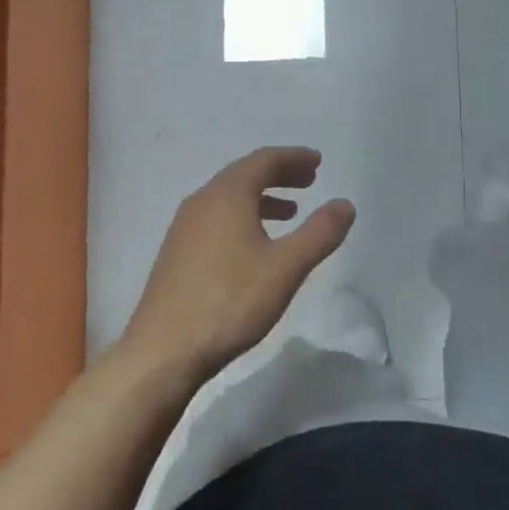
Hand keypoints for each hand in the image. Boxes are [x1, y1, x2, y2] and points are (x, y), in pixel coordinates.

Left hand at [120, 147, 355, 384]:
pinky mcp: (177, 252)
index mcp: (226, 196)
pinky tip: (255, 245)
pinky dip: (243, 216)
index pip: (263, 160)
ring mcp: (184, 228)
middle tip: (309, 181)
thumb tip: (345, 204)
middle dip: (279, 174)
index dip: (293, 158)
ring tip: (289, 213)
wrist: (164, 351)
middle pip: (244, 174)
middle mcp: (202, 202)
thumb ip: (319, 233)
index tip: (318, 162)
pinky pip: (216, 218)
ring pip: (229, 198)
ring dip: (261, 197)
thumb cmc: (230, 302)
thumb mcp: (286, 268)